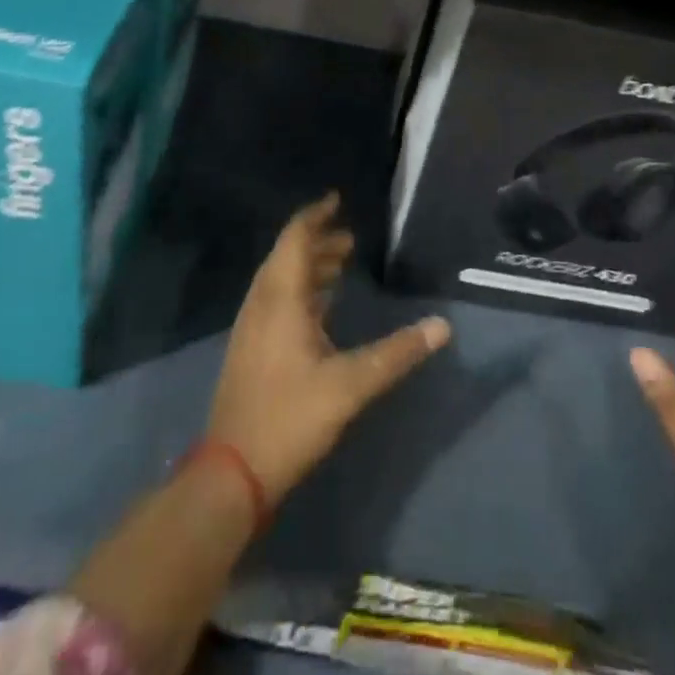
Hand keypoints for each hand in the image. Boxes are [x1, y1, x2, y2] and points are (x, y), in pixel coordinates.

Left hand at [207, 193, 450, 502]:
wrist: (230, 474)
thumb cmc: (289, 418)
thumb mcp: (350, 386)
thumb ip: (397, 353)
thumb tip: (443, 325)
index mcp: (281, 299)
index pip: (296, 238)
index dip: (316, 216)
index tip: (337, 199)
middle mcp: (262, 304)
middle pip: (287, 256)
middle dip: (318, 241)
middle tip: (350, 239)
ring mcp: (251, 327)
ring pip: (280, 280)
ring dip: (309, 266)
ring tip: (340, 265)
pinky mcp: (250, 349)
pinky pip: (276, 301)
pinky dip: (300, 290)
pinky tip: (320, 309)